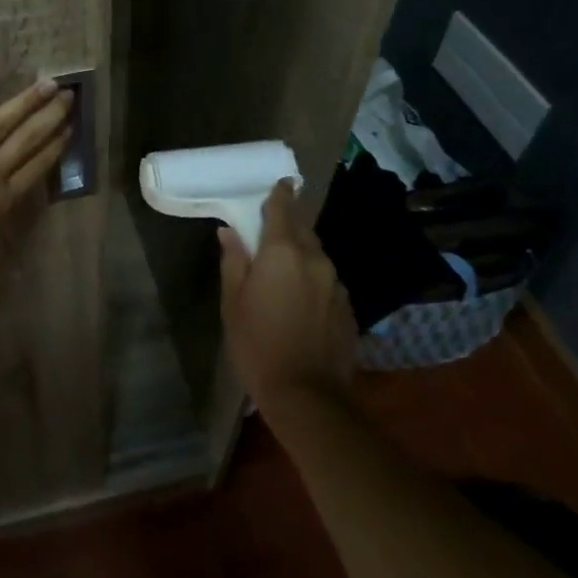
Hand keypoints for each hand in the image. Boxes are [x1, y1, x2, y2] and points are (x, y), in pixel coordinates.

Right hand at [218, 180, 355, 420]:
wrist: (307, 395)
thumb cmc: (257, 344)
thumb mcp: (232, 302)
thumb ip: (233, 261)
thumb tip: (230, 232)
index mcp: (282, 252)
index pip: (282, 209)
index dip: (280, 194)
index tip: (281, 182)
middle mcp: (315, 259)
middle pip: (303, 229)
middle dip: (289, 224)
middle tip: (273, 227)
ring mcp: (336, 283)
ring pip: (317, 256)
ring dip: (302, 253)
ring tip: (284, 268)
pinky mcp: (348, 307)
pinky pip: (327, 281)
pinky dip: (314, 279)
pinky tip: (302, 300)